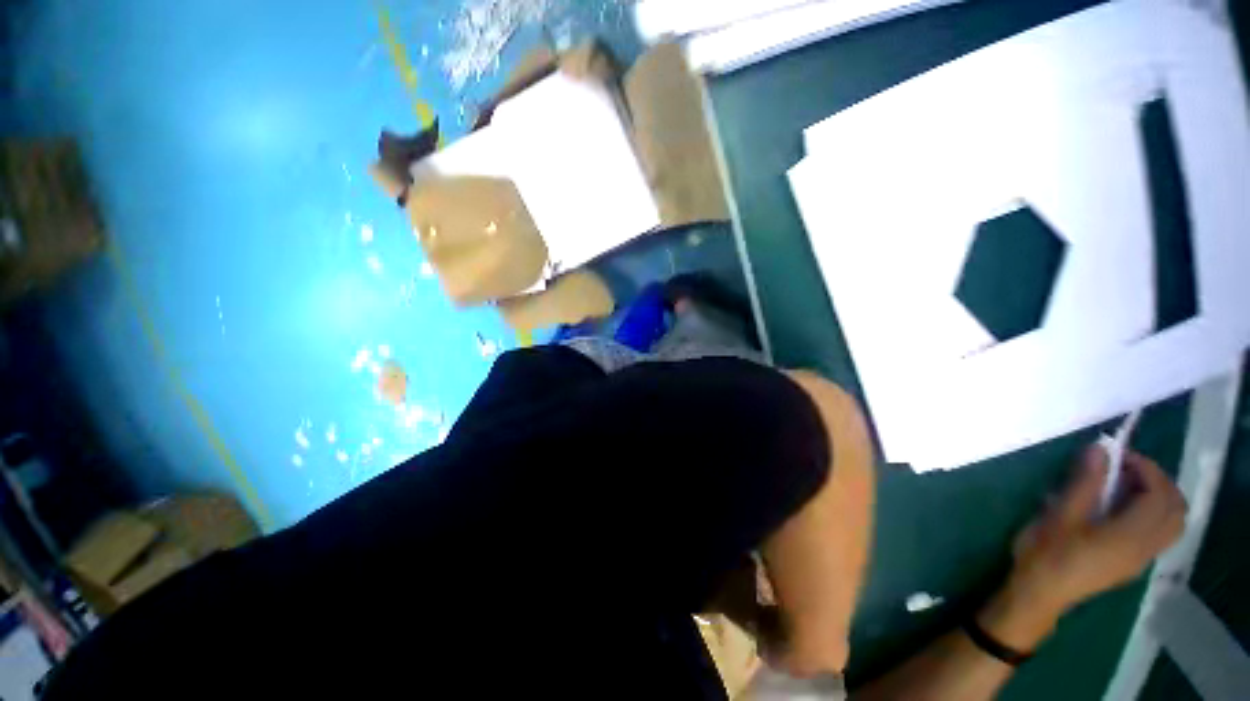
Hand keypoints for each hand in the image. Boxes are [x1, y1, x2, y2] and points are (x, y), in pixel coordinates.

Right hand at [1006, 446, 1186, 625]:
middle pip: (1175, 509)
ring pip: (1173, 523)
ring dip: (1160, 497)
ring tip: (1128, 484)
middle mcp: (1146, 547)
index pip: (1159, 496)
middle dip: (1159, 481)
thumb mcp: (1060, 515)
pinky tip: (1124, 507)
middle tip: (1127, 466)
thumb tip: (1101, 449)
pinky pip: (1161, 533)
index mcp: (1130, 536)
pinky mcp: (1134, 563)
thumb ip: (1084, 483)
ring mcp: (1142, 558)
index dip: (1146, 469)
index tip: (1119, 454)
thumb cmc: (1047, 552)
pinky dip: (1154, 512)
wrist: (1040, 593)